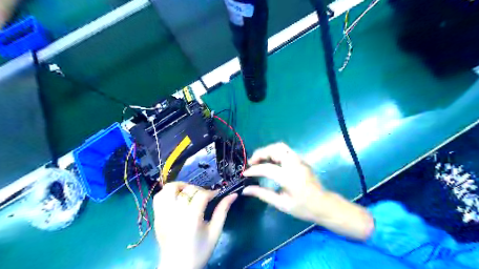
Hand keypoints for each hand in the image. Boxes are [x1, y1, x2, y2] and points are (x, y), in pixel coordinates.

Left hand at [154, 181, 237, 267]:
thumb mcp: (215, 232)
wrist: (177, 268)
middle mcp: (175, 213)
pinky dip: (167, 193)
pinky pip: (159, 198)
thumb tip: (233, 195)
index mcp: (191, 218)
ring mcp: (163, 214)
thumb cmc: (199, 251)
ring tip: (188, 193)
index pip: (201, 195)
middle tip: (203, 196)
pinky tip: (176, 199)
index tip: (216, 195)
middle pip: (186, 189)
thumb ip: (223, 211)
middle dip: (197, 189)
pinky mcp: (157, 217)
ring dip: (180, 187)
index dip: (211, 192)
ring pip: (168, 189)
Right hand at [244, 142, 373, 239]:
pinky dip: (274, 152)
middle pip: (275, 150)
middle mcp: (295, 164)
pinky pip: (285, 150)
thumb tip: (245, 190)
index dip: (253, 170)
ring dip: (267, 151)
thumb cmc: (303, 207)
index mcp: (289, 177)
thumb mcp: (281, 204)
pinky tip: (270, 161)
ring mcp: (299, 160)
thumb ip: (262, 194)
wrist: (323, 204)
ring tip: (259, 160)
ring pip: (280, 147)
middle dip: (260, 153)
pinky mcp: (301, 160)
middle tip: (251, 162)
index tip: (244, 173)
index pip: (267, 168)